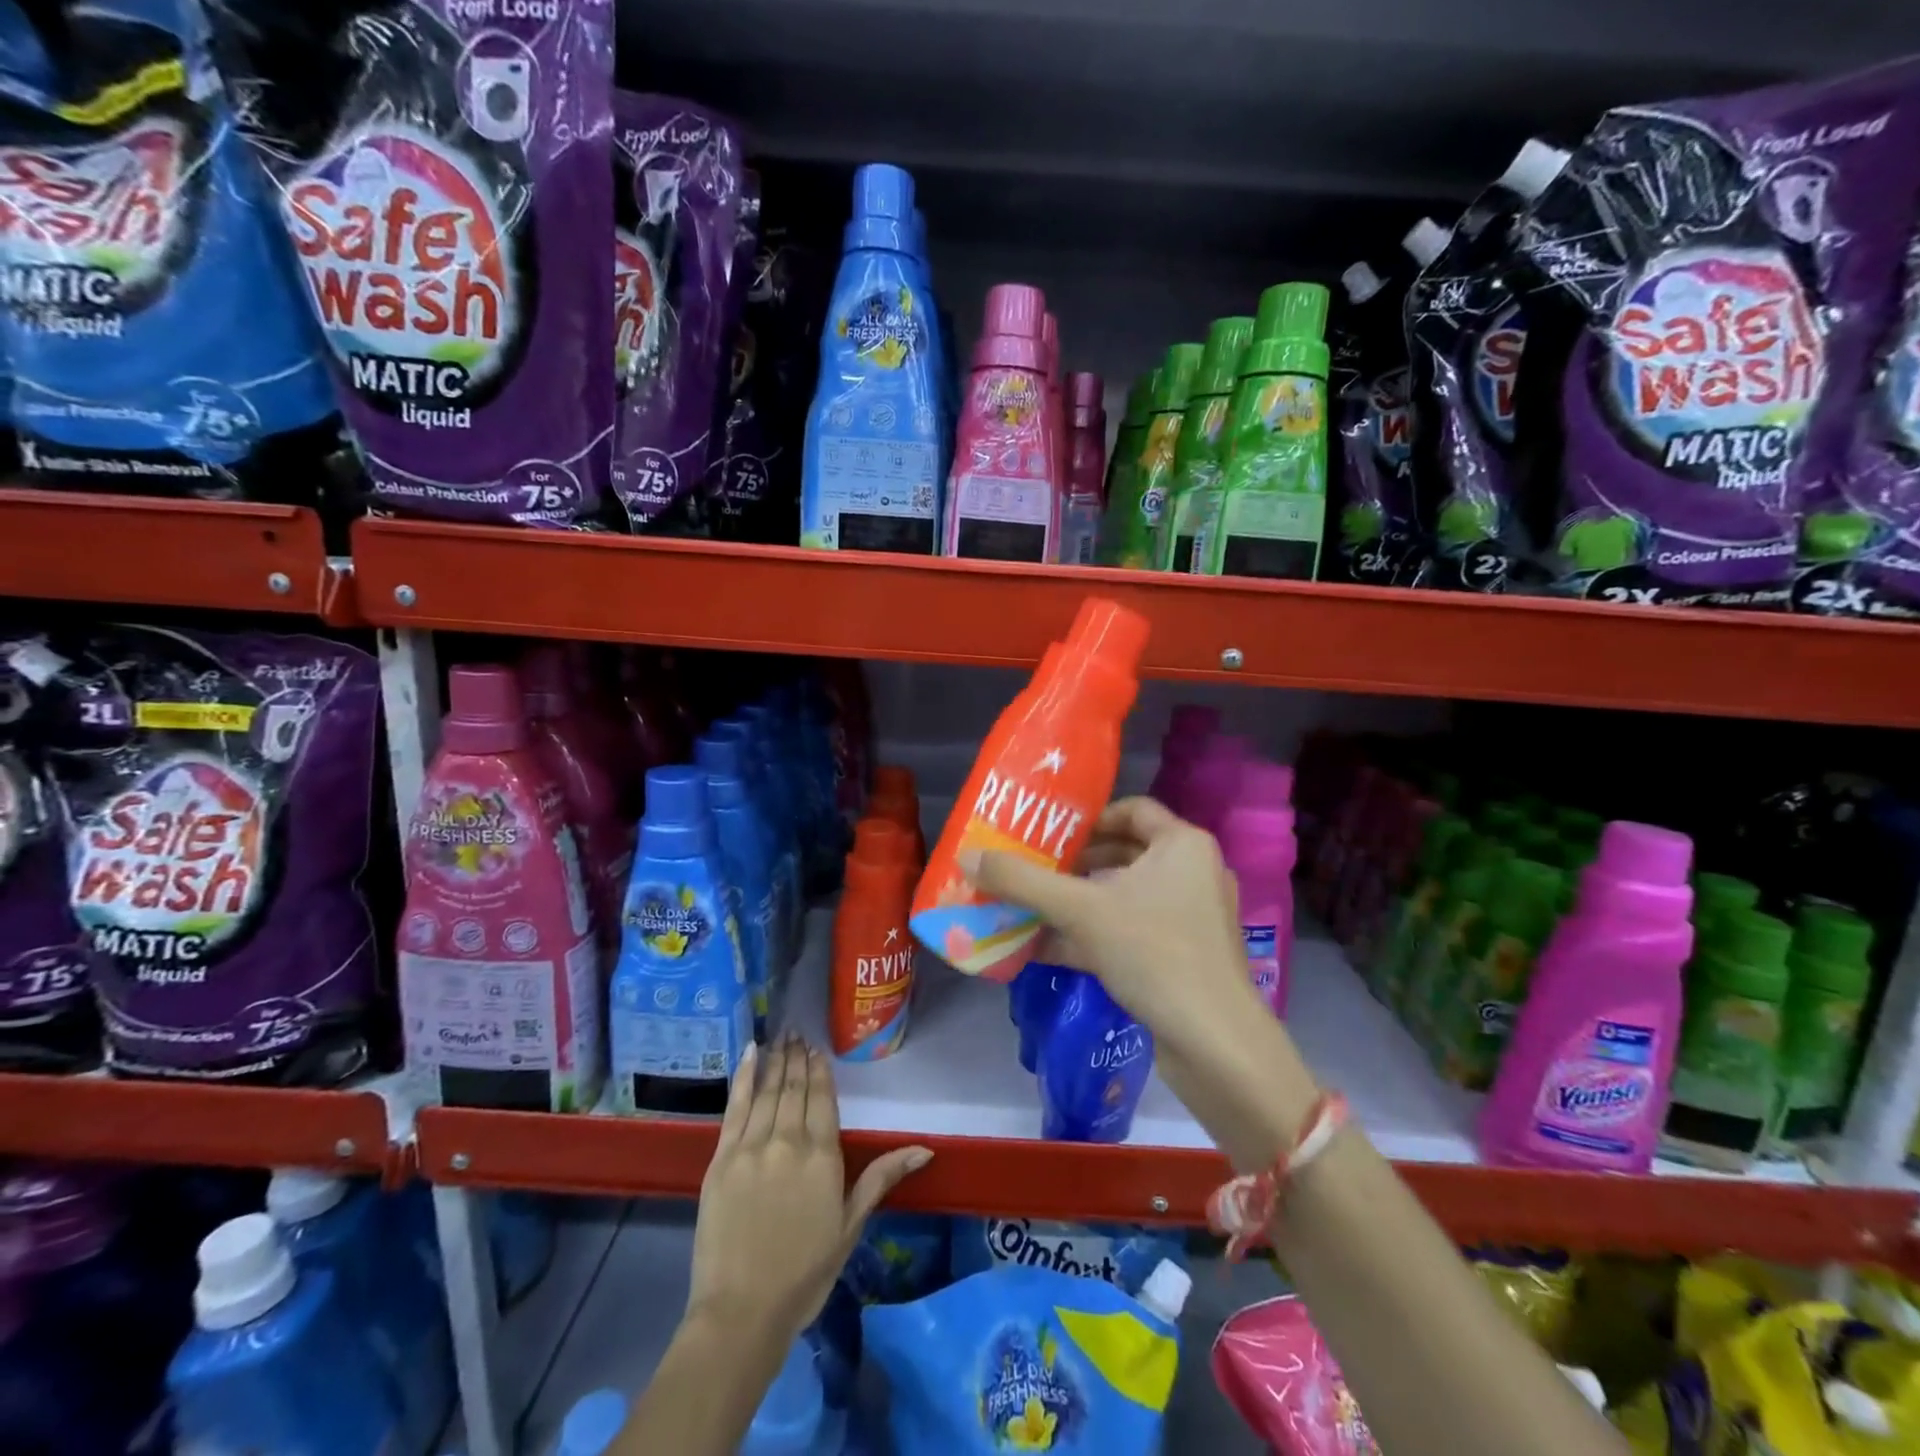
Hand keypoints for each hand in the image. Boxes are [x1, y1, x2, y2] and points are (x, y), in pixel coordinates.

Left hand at [686, 1036, 931, 1341]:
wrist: (742, 1311)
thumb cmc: (804, 1273)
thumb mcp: (850, 1225)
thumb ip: (881, 1178)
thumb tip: (924, 1148)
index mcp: (822, 1155)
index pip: (823, 1098)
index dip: (820, 1070)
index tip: (817, 1049)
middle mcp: (789, 1140)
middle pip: (795, 1088)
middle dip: (797, 1057)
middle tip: (798, 1032)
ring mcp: (752, 1146)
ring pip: (768, 1090)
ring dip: (776, 1060)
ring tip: (781, 1036)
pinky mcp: (722, 1158)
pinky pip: (735, 1107)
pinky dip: (744, 1077)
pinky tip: (749, 1053)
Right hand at [963, 797, 1318, 1169]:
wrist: (1214, 1044)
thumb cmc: (1154, 953)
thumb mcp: (1081, 911)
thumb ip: (1023, 882)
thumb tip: (967, 858)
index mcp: (1183, 844)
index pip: (1131, 810)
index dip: (1087, 818)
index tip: (1048, 834)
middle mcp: (1191, 873)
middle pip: (1123, 853)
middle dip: (1073, 864)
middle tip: (1029, 869)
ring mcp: (1189, 917)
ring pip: (1123, 896)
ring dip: (1076, 902)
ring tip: (1028, 907)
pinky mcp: (1182, 956)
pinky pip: (1129, 931)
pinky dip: (1091, 935)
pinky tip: (1044, 949)